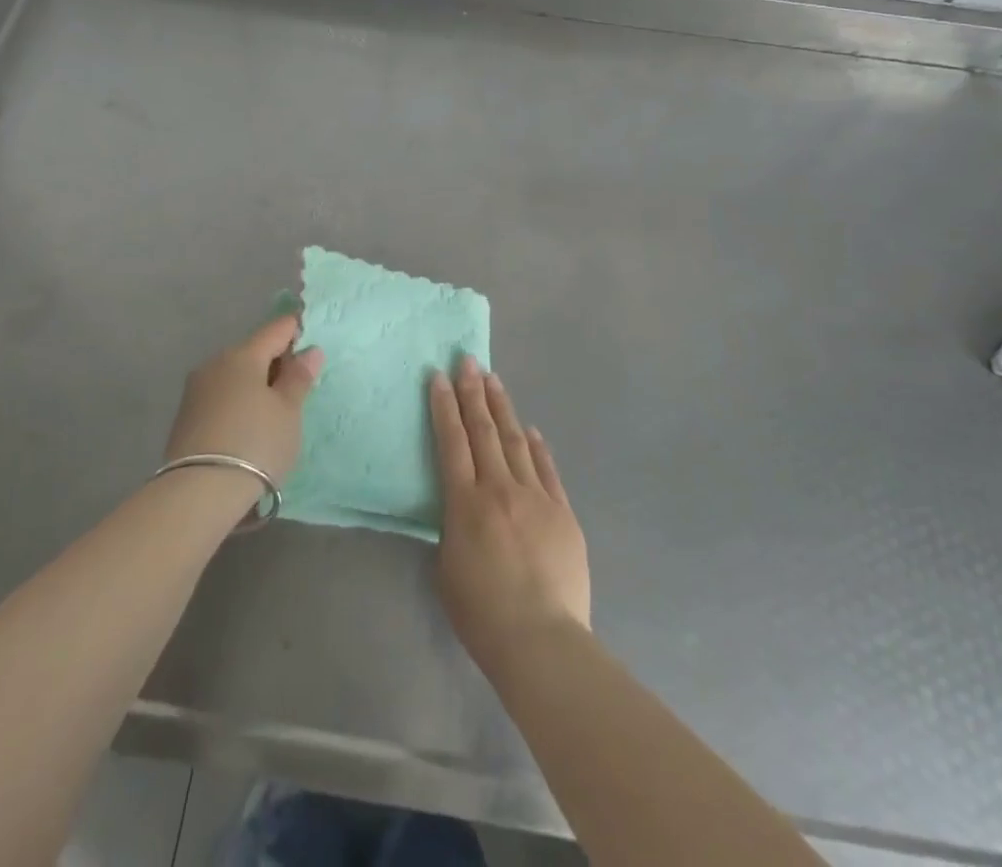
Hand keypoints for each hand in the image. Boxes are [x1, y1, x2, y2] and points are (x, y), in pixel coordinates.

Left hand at [164, 314, 322, 483]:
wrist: (198, 492)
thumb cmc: (255, 443)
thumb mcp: (288, 412)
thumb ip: (298, 378)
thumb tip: (309, 350)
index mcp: (243, 355)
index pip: (275, 329)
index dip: (295, 330)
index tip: (311, 341)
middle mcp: (215, 363)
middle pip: (252, 351)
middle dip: (275, 361)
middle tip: (297, 385)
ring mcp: (196, 389)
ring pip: (234, 374)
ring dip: (255, 383)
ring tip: (274, 410)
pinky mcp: (186, 416)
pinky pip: (221, 396)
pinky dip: (238, 401)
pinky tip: (248, 425)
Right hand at [429, 357, 590, 673]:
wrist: (542, 640)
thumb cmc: (482, 613)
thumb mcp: (447, 568)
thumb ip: (452, 527)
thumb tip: (462, 507)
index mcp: (465, 502)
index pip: (451, 441)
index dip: (443, 406)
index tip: (438, 376)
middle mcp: (499, 488)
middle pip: (483, 430)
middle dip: (472, 392)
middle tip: (467, 361)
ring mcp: (536, 497)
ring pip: (515, 441)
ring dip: (502, 407)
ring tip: (493, 380)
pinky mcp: (562, 512)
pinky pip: (547, 469)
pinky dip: (536, 446)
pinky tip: (529, 428)